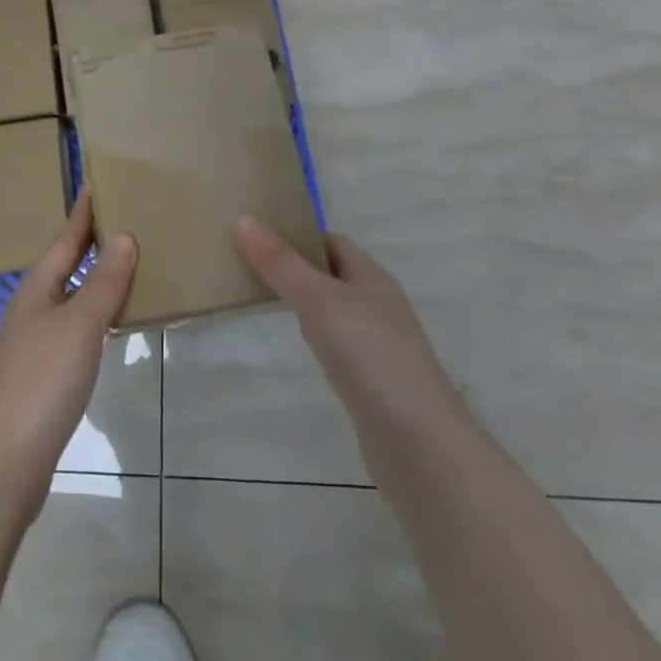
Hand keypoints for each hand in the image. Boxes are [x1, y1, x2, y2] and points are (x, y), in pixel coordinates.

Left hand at [0, 189, 136, 508]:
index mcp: (36, 290)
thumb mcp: (79, 325)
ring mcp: (35, 345)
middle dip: (91, 245)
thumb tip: (123, 237)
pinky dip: (97, 319)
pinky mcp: (43, 377)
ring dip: (96, 282)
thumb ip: (103, 282)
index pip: (64, 240)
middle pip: (64, 268)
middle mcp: (32, 310)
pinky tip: (114, 327)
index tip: (96, 185)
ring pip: (71, 301)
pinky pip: (76, 332)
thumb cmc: (43, 380)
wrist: (5, 459)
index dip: (82, 215)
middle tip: (126, 222)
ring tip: (130, 268)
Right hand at [233, 217, 463, 430]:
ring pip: (334, 309)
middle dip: (295, 267)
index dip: (297, 235)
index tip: (256, 236)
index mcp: (371, 276)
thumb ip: (281, 263)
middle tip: (249, 267)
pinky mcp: (373, 380)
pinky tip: (301, 348)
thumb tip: (243, 219)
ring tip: (263, 302)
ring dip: (304, 302)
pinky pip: (338, 343)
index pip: (331, 242)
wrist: (417, 440)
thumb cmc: (369, 354)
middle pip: (332, 273)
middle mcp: (378, 303)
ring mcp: (378, 344)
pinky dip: (316, 337)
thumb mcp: (318, 299)